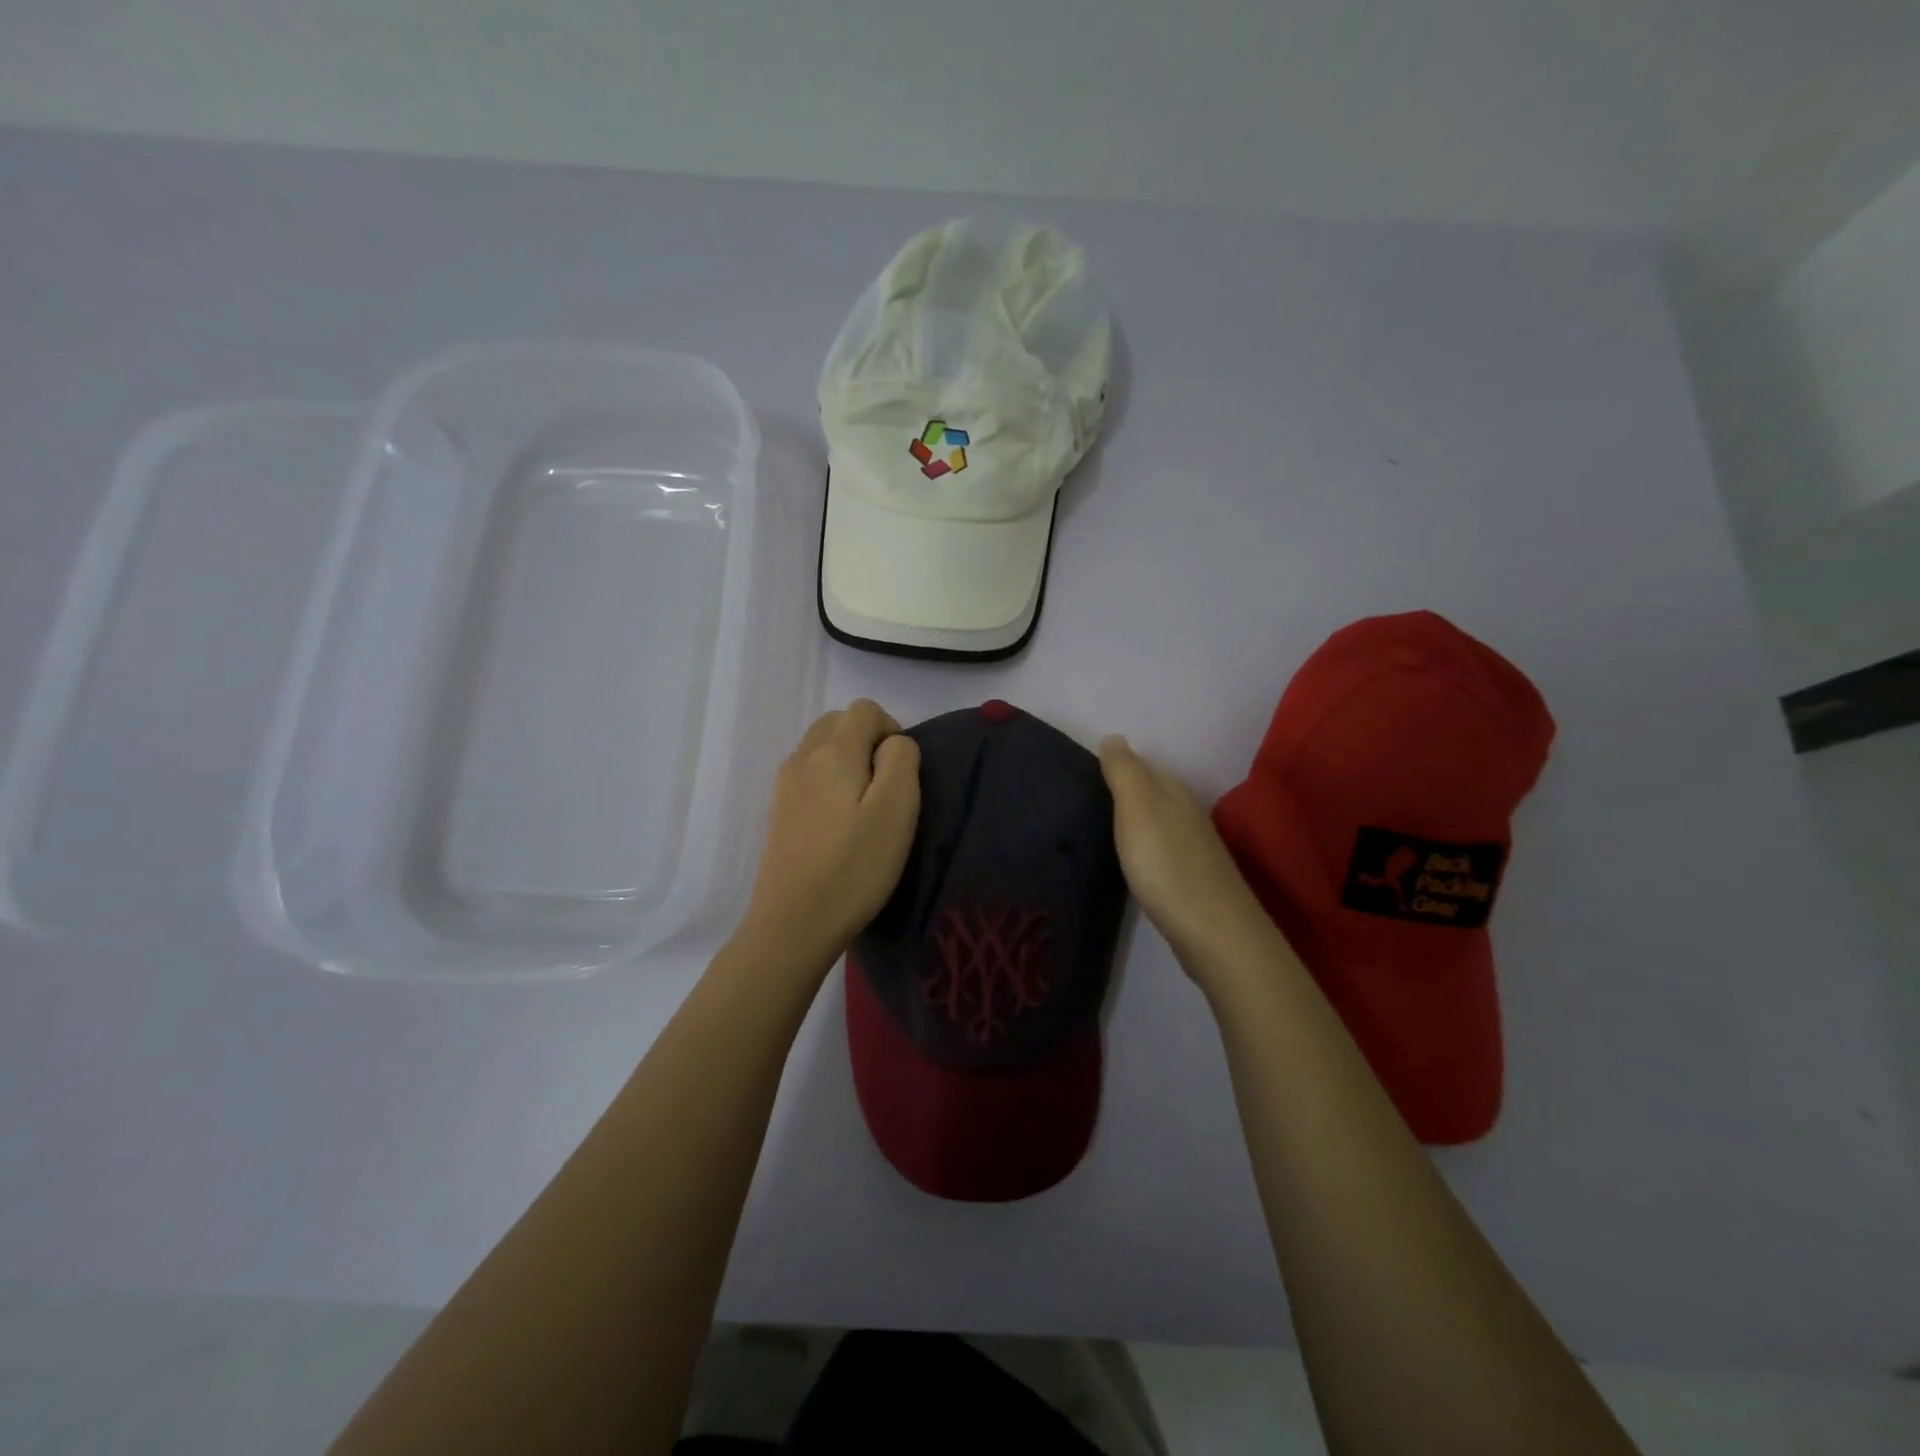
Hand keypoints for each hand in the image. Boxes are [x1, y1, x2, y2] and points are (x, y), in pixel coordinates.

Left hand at [742, 699, 920, 963]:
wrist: (794, 922)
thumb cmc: (855, 866)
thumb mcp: (897, 808)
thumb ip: (901, 760)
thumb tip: (893, 743)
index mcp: (832, 751)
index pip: (864, 709)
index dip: (891, 730)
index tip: (902, 773)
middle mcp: (802, 757)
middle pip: (838, 723)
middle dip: (867, 741)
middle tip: (886, 788)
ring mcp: (784, 785)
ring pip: (820, 748)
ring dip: (847, 761)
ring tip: (864, 807)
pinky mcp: (778, 811)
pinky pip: (808, 775)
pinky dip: (828, 782)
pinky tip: (839, 824)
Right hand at [1099, 735, 1280, 979]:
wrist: (1213, 933)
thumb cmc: (1167, 865)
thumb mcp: (1138, 809)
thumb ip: (1124, 773)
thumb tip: (1114, 736)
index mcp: (1174, 793)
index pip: (1144, 767)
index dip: (1117, 767)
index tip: (1084, 774)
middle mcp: (1189, 815)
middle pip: (1154, 794)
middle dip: (1126, 793)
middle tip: (1086, 800)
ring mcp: (1196, 850)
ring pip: (1160, 823)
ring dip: (1137, 823)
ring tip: (1104, 829)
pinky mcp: (1194, 881)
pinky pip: (1164, 852)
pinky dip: (1147, 850)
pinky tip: (1134, 862)